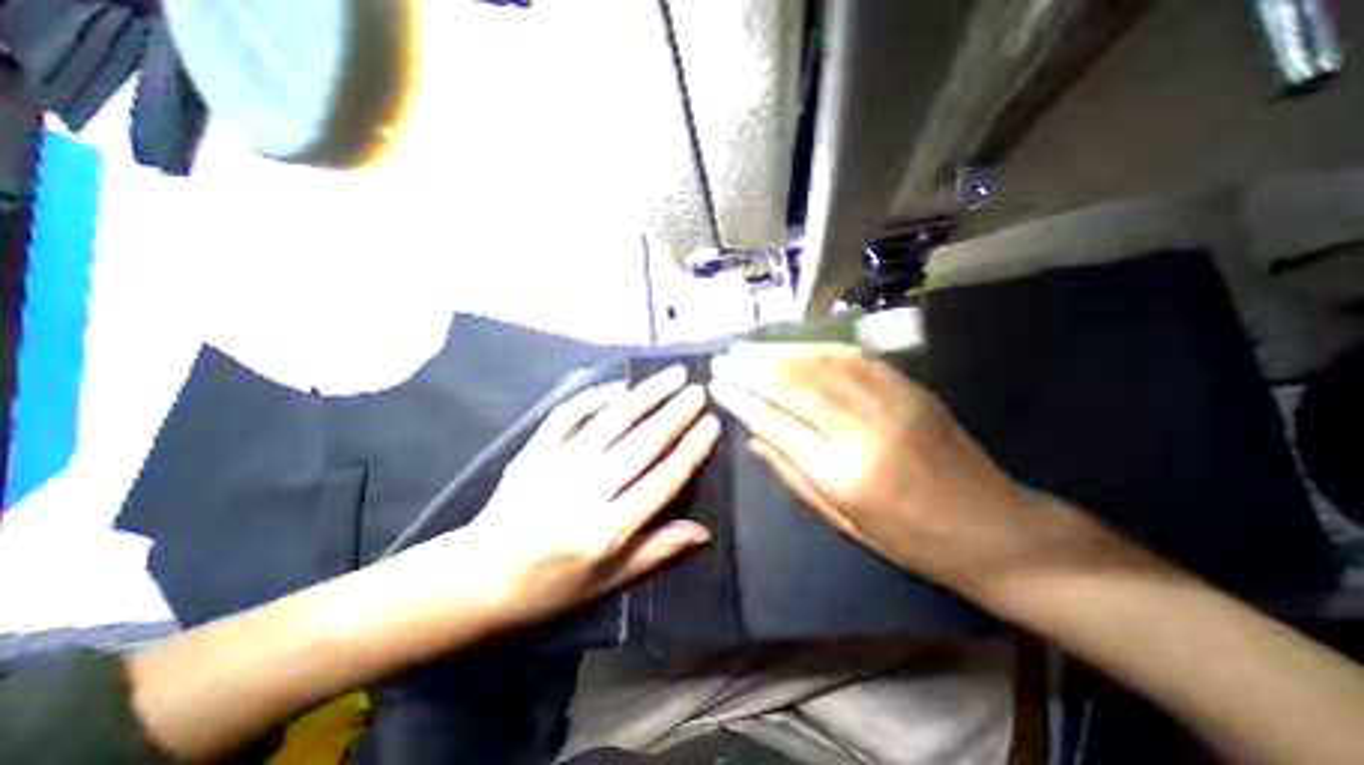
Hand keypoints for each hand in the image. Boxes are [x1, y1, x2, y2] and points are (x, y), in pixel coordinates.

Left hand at [471, 364, 724, 626]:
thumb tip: (703, 531)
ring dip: (646, 394)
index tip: (711, 423)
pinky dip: (596, 395)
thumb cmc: (548, 587)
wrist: (475, 578)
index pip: (664, 479)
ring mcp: (558, 465)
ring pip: (612, 419)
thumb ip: (656, 551)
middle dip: (677, 412)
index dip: (692, 448)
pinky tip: (619, 385)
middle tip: (699, 390)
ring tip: (671, 375)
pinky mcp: (535, 451)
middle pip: (644, 442)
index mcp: (608, 530)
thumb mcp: (606, 584)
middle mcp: (587, 491)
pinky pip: (569, 414)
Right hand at [708, 343, 1057, 600]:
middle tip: (723, 359)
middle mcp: (864, 428)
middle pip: (795, 385)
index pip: (776, 423)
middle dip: (752, 368)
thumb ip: (792, 474)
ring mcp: (891, 400)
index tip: (717, 386)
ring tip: (747, 348)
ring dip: (778, 352)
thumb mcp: (842, 520)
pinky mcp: (909, 386)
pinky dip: (814, 349)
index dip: (742, 401)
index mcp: (844, 473)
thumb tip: (753, 437)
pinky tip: (792, 348)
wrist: (995, 528)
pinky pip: (851, 357)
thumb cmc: (911, 539)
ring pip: (820, 363)